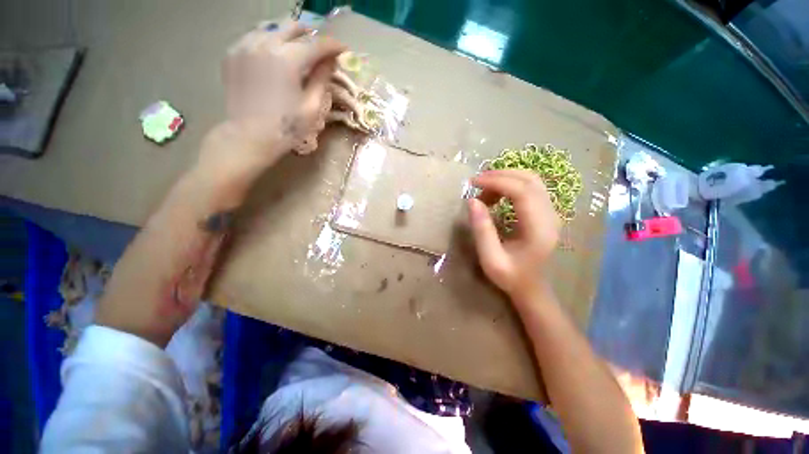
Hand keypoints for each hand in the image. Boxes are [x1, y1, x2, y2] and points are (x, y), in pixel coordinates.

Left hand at [199, 20, 344, 179]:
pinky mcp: (233, 53)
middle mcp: (265, 43)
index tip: (343, 49)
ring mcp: (245, 45)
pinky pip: (255, 36)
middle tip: (321, 49)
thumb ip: (322, 79)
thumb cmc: (286, 127)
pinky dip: (270, 40)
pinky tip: (275, 54)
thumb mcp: (312, 107)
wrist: (248, 137)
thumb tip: (331, 61)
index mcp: (287, 59)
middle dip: (311, 35)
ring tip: (299, 49)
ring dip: (290, 36)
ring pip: (272, 28)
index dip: (333, 45)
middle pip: (293, 27)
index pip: (317, 43)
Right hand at [467, 170, 560, 302]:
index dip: (496, 181)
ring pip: (532, 180)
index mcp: (538, 229)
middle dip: (500, 175)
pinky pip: (531, 187)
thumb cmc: (511, 276)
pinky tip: (497, 194)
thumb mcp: (490, 259)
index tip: (473, 183)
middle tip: (477, 183)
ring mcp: (551, 212)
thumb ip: (482, 230)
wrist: (532, 287)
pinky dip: (512, 184)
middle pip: (529, 180)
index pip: (521, 191)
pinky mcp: (546, 212)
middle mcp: (550, 216)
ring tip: (485, 190)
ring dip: (506, 178)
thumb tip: (472, 200)